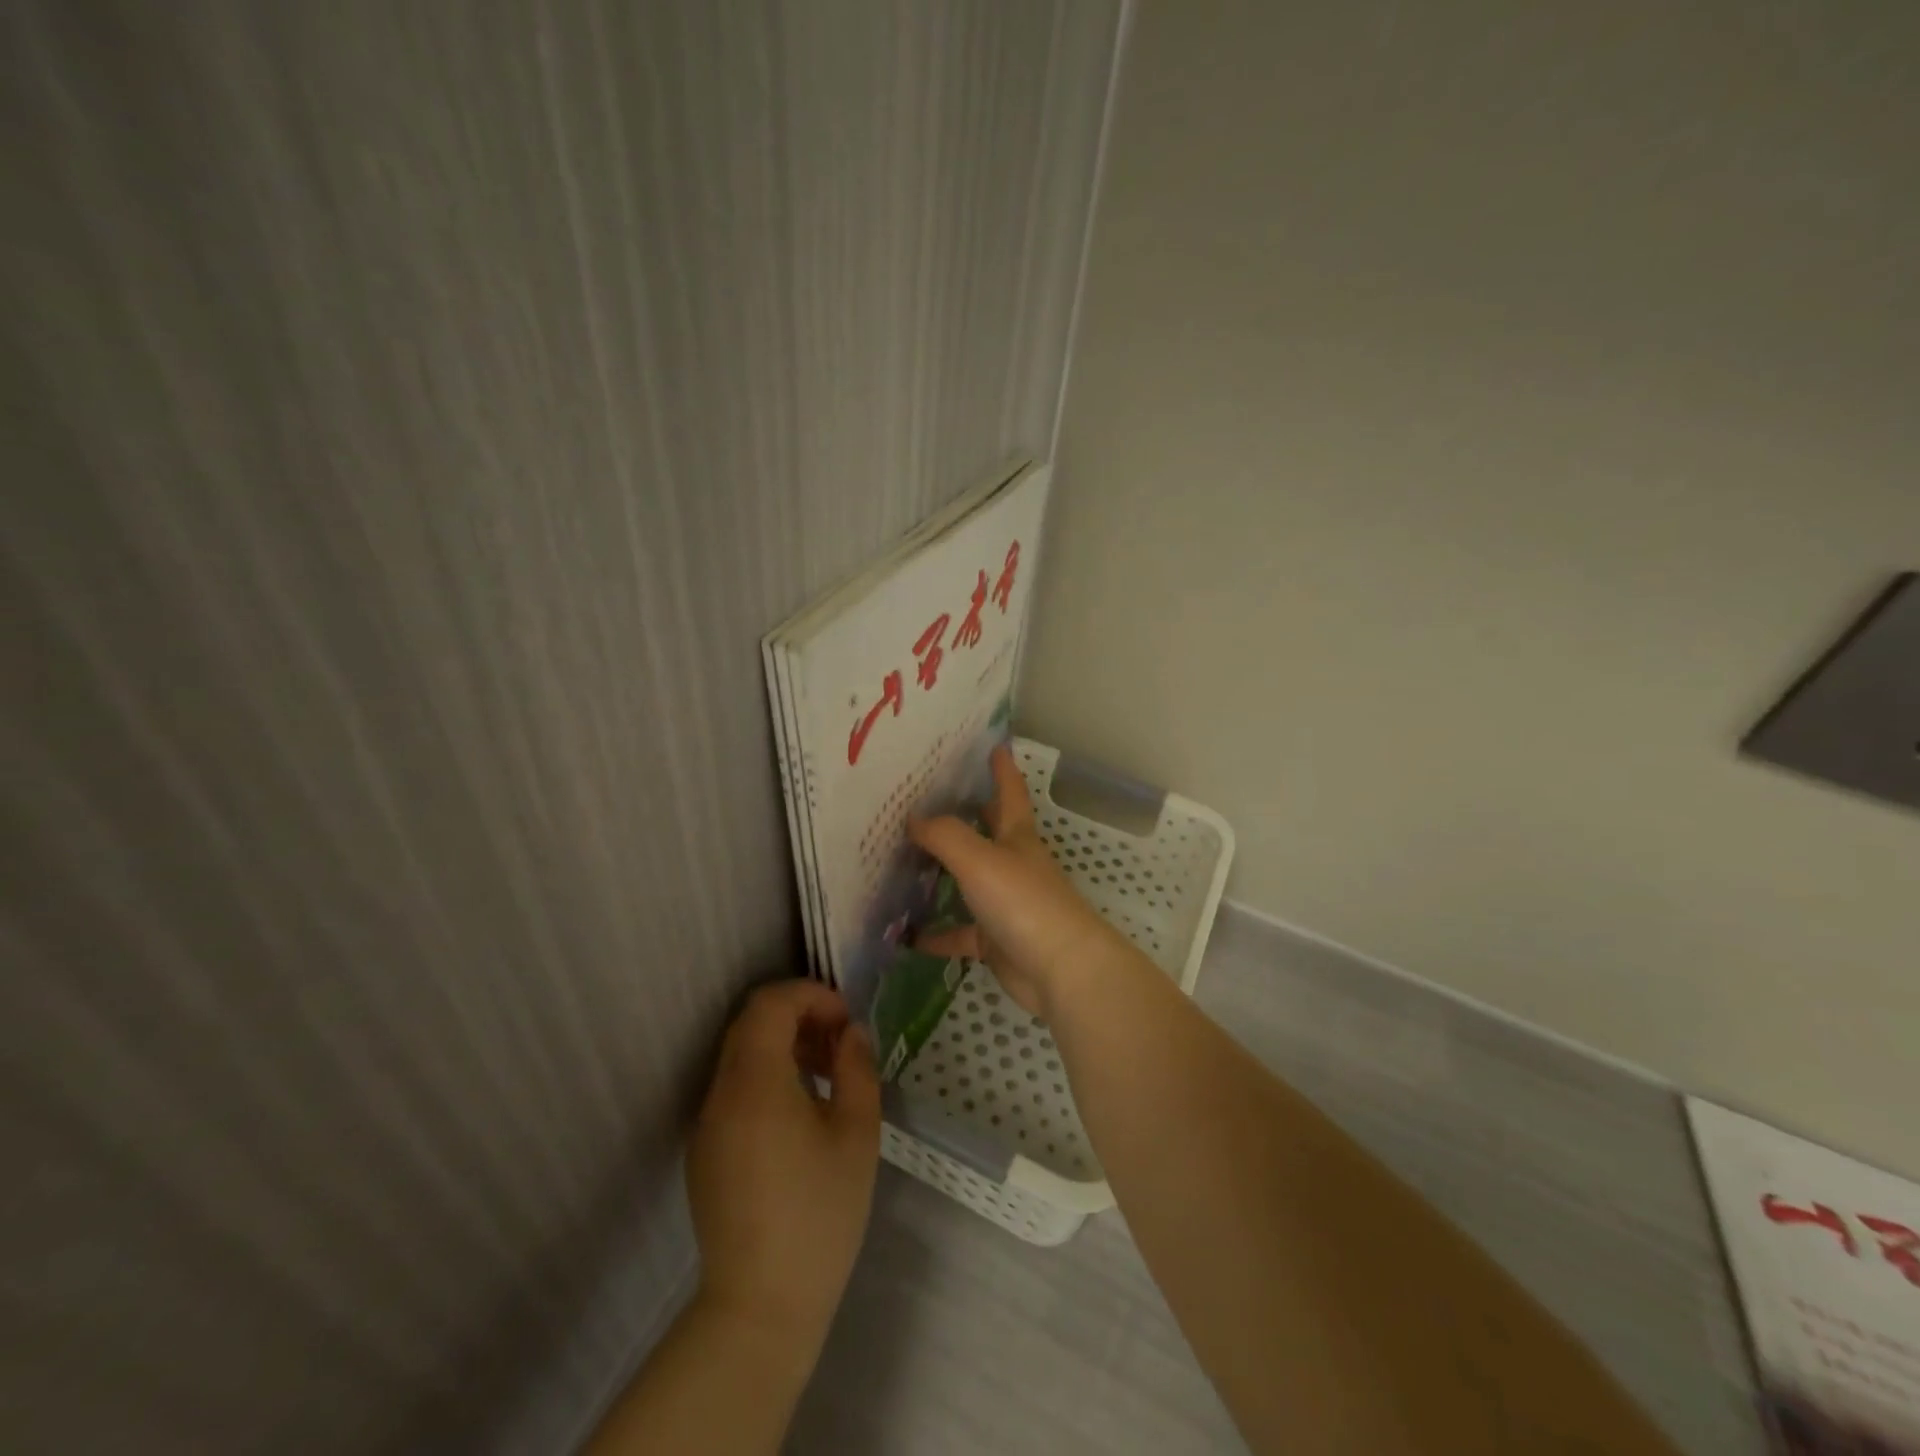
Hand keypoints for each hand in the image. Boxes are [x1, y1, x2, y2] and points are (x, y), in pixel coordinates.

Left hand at [686, 980, 880, 1356]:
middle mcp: (720, 1093)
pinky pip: (734, 1090)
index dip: (810, 996)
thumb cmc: (819, 1215)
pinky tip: (799, 1114)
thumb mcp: (857, 1135)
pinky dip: (766, 1077)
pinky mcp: (703, 1151)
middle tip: (840, 1045)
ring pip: (740, 1055)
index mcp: (755, 1083)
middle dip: (799, 1018)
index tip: (845, 1020)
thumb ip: (857, 1069)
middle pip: (751, 1024)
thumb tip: (851, 1033)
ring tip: (826, 1076)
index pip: (770, 1004)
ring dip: (783, 1046)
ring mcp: (706, 1123)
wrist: (761, 1307)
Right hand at [909, 744, 1121, 1018]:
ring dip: (941, 874)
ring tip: (901, 862)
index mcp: (1017, 837)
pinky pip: (959, 933)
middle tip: (928, 799)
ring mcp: (1005, 903)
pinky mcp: (996, 941)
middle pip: (988, 832)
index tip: (993, 745)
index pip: (1009, 791)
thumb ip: (944, 835)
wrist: (1061, 971)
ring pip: (968, 882)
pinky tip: (905, 934)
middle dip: (966, 814)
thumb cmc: (1024, 902)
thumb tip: (913, 817)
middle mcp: (1013, 864)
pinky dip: (936, 934)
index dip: (1002, 768)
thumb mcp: (979, 859)